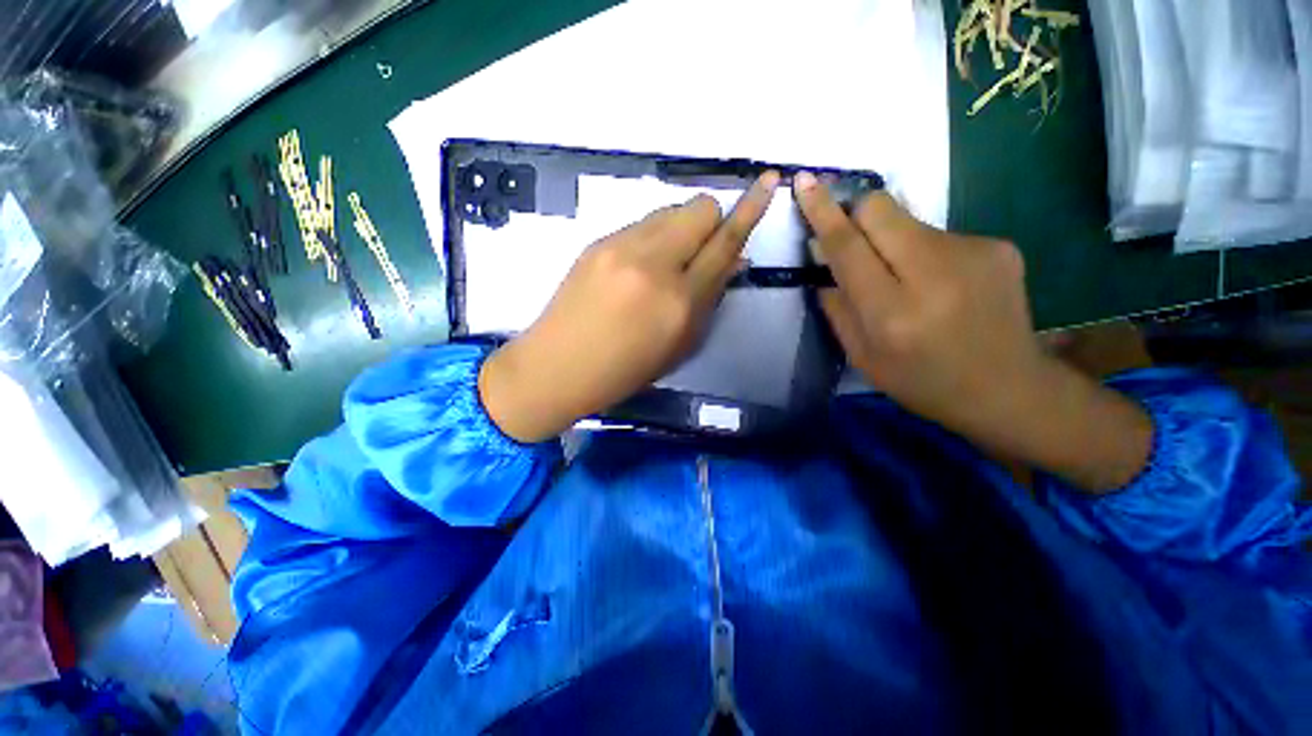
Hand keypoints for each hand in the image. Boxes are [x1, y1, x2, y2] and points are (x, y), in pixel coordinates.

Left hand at [480, 171, 780, 442]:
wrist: (559, 366)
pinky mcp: (598, 242)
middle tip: (699, 251)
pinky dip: (653, 236)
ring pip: (670, 209)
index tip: (769, 180)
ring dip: (680, 228)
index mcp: (680, 302)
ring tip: (665, 261)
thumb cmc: (626, 370)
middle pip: (699, 209)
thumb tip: (733, 261)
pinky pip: (641, 223)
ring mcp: (622, 248)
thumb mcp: (680, 346)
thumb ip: (710, 300)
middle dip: (710, 222)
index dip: (751, 209)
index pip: (725, 243)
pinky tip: (637, 265)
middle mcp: (654, 265)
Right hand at [795, 173, 1150, 491]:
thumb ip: (837, 307)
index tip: (804, 181)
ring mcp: (973, 253)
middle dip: (855, 213)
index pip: (847, 247)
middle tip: (850, 238)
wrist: (1008, 389)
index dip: (822, 212)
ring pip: (908, 220)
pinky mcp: (997, 245)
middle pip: (881, 209)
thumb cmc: (921, 381)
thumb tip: (822, 261)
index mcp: (892, 313)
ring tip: (903, 278)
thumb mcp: (862, 357)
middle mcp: (933, 274)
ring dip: (889, 239)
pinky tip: (938, 284)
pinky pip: (937, 233)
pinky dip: (921, 251)